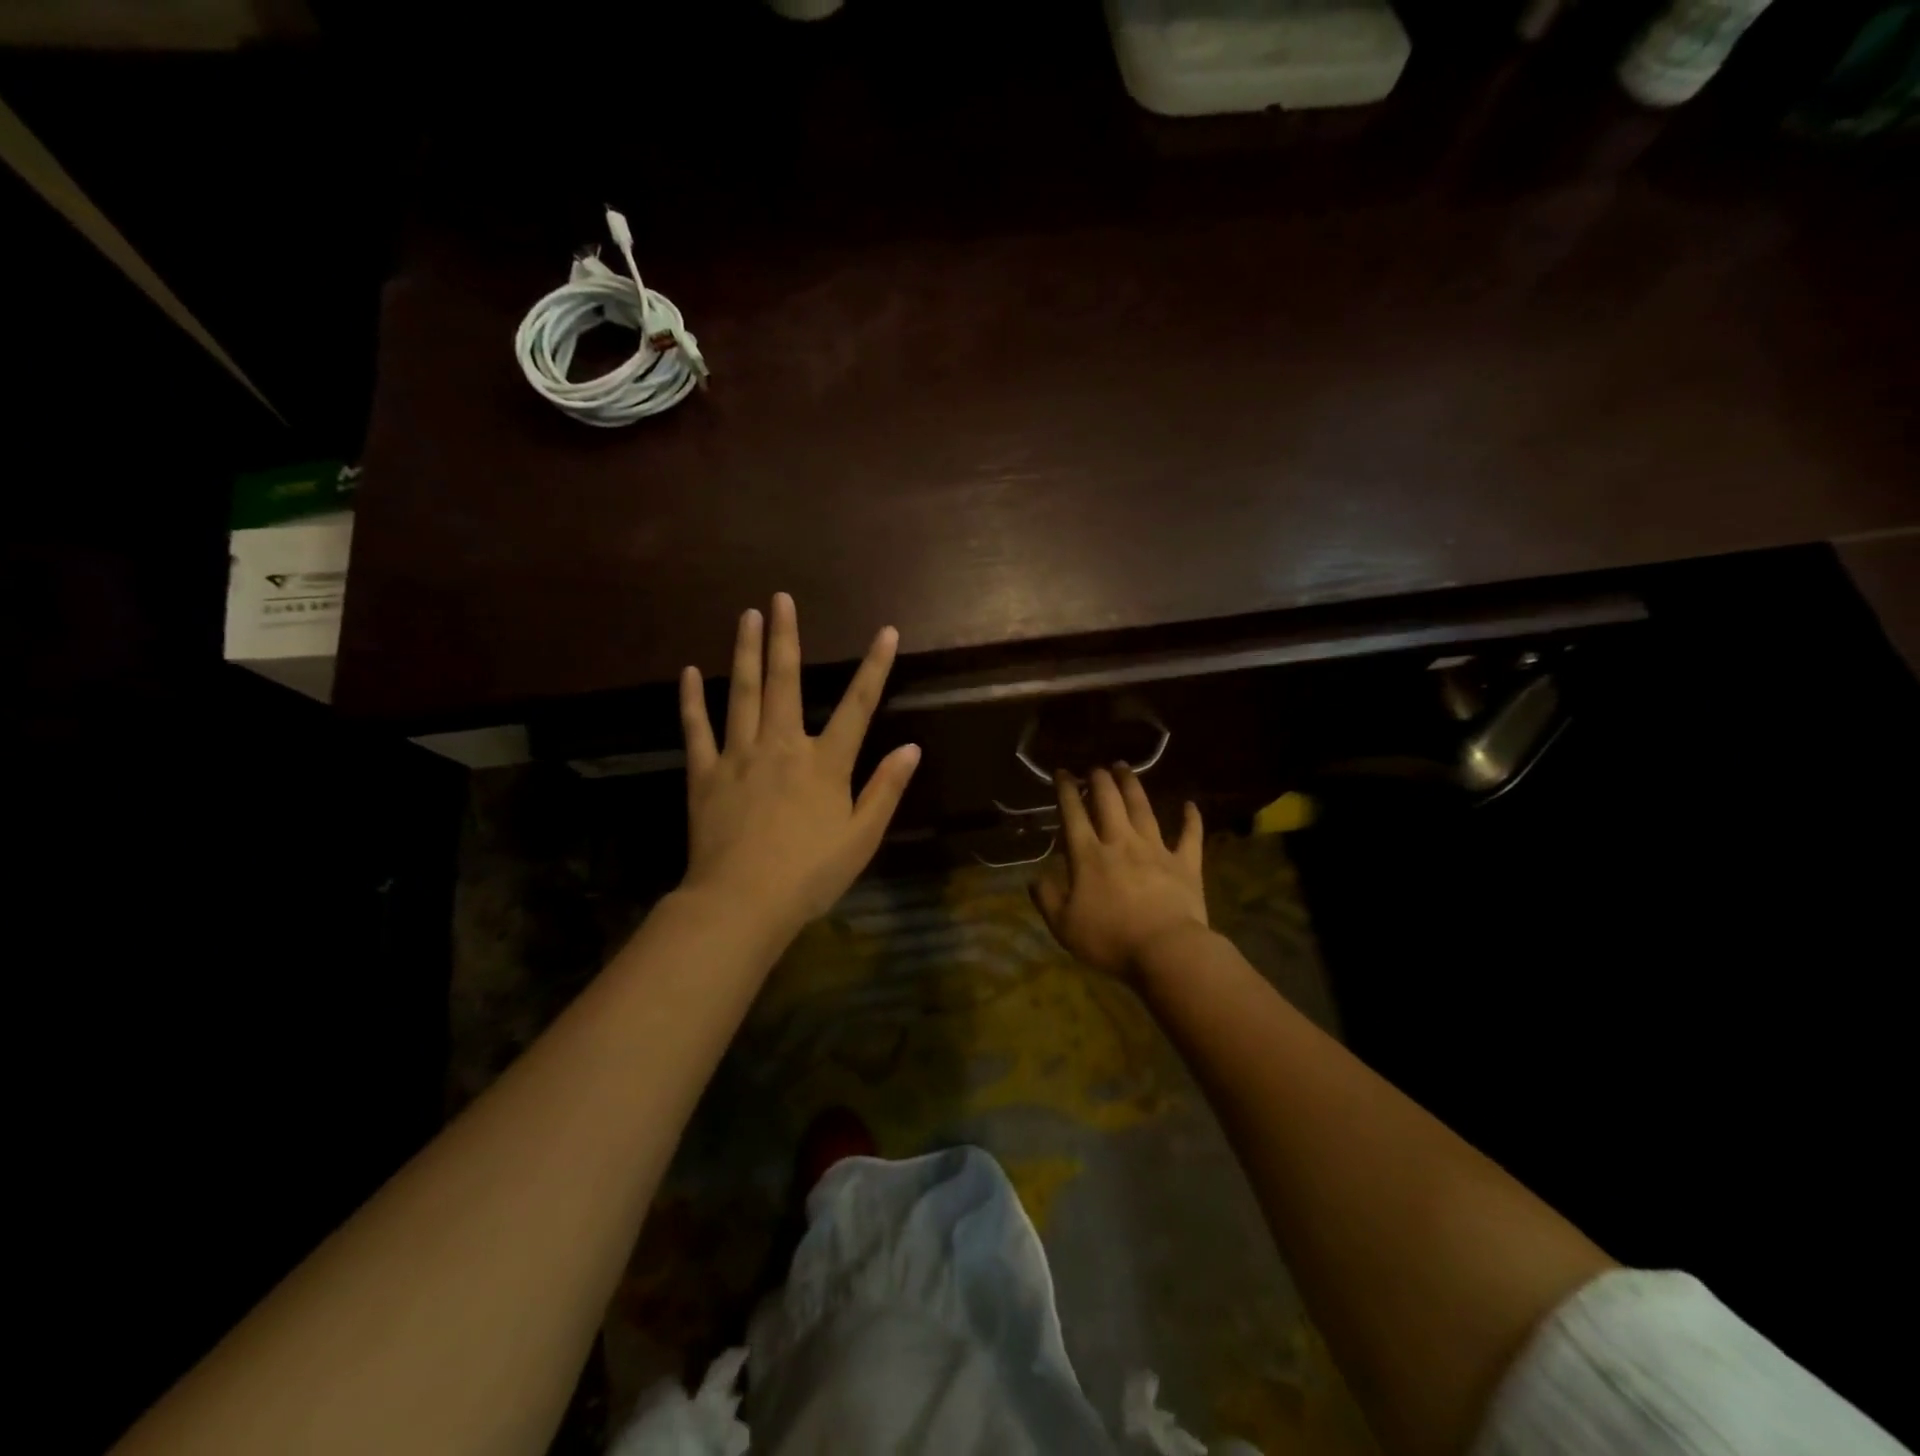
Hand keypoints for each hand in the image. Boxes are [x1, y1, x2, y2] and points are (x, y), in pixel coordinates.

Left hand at [679, 594, 920, 936]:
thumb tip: (910, 748)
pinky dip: (692, 700)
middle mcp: (782, 746)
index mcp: (825, 763)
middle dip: (786, 637)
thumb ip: (885, 789)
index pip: (857, 705)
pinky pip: (697, 729)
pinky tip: (689, 672)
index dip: (875, 667)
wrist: (742, 902)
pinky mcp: (704, 774)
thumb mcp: (862, 837)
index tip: (886, 632)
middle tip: (781, 599)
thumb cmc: (809, 874)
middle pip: (785, 682)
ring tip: (746, 617)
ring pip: (742, 693)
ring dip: (745, 652)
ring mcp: (738, 756)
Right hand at [1031, 765, 1208, 977]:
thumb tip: (1034, 878)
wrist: (1166, 950)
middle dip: (1099, 780)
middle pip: (1108, 802)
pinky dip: (1191, 819)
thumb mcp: (1063, 926)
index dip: (1066, 791)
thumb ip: (1046, 899)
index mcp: (1088, 856)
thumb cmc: (1110, 940)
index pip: (1073, 814)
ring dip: (1132, 786)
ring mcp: (1156, 850)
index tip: (1062, 773)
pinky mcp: (1185, 863)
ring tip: (1124, 768)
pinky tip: (1190, 804)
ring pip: (1143, 809)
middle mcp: (1121, 842)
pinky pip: (1190, 836)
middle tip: (1095, 768)